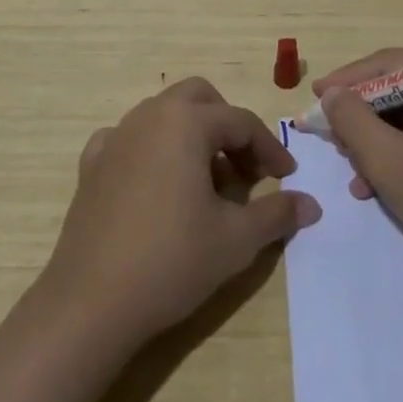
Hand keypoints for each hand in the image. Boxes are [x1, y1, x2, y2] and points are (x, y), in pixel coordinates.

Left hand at [41, 77, 320, 343]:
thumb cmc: (171, 260)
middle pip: (199, 98)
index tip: (286, 177)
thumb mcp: (236, 239)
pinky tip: (156, 184)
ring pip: (164, 114)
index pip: (241, 121)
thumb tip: (312, 204)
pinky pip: (129, 139)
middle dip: (227, 124)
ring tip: (206, 183)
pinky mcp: (92, 164)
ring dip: (191, 136)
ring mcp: (116, 137)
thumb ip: (277, 213)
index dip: (269, 148)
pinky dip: (150, 150)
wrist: (90, 303)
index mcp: (187, 122)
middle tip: (244, 167)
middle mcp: (150, 115)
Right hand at [317, 48, 402, 279]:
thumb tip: (331, 94)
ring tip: (350, 165)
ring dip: (376, 139)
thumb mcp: (390, 160)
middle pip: (400, 88)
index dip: (349, 79)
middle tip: (329, 132)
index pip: (392, 64)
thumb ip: (353, 120)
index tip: (316, 96)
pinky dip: (398, 153)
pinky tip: (373, 184)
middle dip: (362, 114)